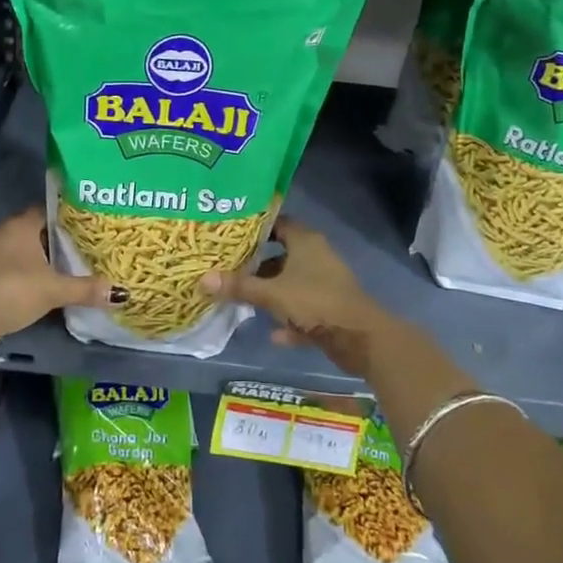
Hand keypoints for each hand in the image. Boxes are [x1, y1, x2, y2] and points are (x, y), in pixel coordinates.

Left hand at [0, 208, 124, 343]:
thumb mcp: (54, 290)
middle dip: (54, 239)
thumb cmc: (14, 291)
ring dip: (36, 258)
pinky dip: (22, 272)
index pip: (47, 210)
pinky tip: (35, 286)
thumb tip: (120, 293)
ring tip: (61, 268)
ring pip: (19, 249)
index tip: (86, 225)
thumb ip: (85, 289)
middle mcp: (3, 232)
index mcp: (21, 225)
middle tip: (80, 248)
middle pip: (34, 230)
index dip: (66, 216)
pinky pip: (7, 265)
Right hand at [199, 219, 402, 378]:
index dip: (255, 228)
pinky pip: (303, 310)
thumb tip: (202, 279)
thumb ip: (239, 286)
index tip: (230, 235)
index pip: (278, 223)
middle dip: (257, 264)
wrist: (360, 338)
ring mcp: (325, 283)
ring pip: (291, 283)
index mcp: (305, 241)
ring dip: (271, 292)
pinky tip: (273, 334)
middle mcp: (316, 257)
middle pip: (281, 254)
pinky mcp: (330, 309)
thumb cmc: (315, 302)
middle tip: (228, 267)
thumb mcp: (272, 294)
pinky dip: (289, 319)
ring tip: (242, 298)